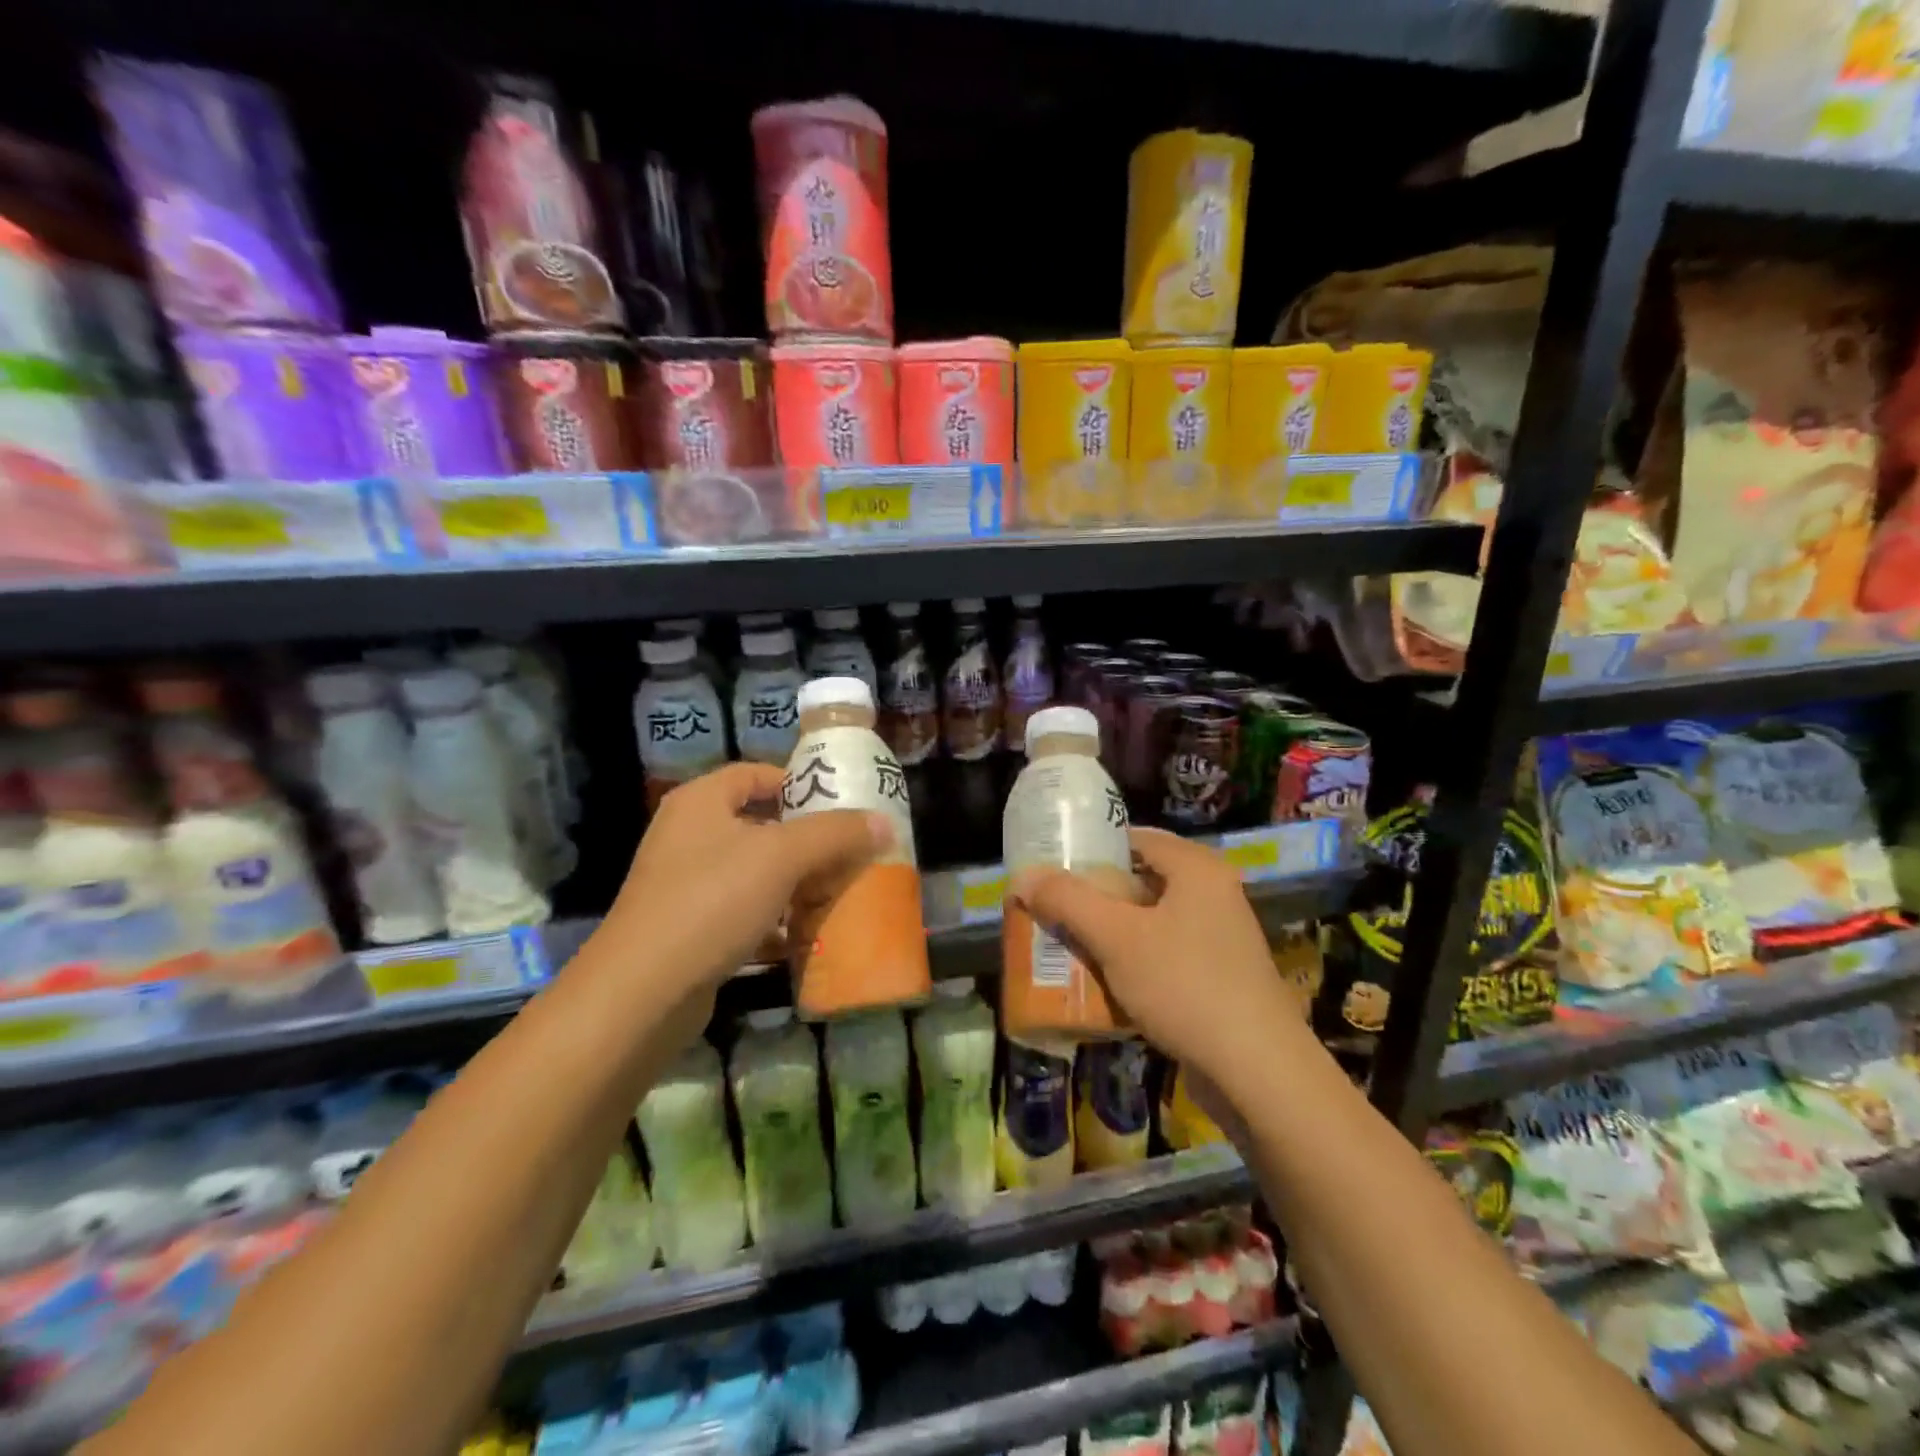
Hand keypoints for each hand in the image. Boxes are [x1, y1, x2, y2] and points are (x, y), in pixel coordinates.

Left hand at [606, 764, 889, 1000]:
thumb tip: (884, 822)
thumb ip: (835, 834)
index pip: (755, 774)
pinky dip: (774, 921)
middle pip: (759, 824)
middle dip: (806, 839)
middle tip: (850, 851)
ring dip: (794, 883)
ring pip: (754, 872)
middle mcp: (688, 836)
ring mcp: (685, 885)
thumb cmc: (713, 901)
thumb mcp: (782, 857)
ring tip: (837, 892)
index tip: (842, 804)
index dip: (799, 783)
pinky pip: (742, 912)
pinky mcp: (689, 929)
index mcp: (701, 802)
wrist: (644, 992)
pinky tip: (805, 936)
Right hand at [1009, 828, 1304, 1086]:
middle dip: (1094, 897)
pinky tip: (1102, 984)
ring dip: (1109, 933)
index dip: (1091, 848)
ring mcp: (1220, 938)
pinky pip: (1164, 956)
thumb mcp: (1116, 938)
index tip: (1052, 866)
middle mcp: (1213, 894)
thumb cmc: (1185, 985)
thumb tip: (1023, 876)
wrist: (1258, 1072)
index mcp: (1196, 869)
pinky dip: (1133, 963)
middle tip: (1052, 909)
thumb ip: (1067, 901)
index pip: (1135, 838)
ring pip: (1150, 922)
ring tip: (1065, 945)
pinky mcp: (1219, 977)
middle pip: (1140, 880)